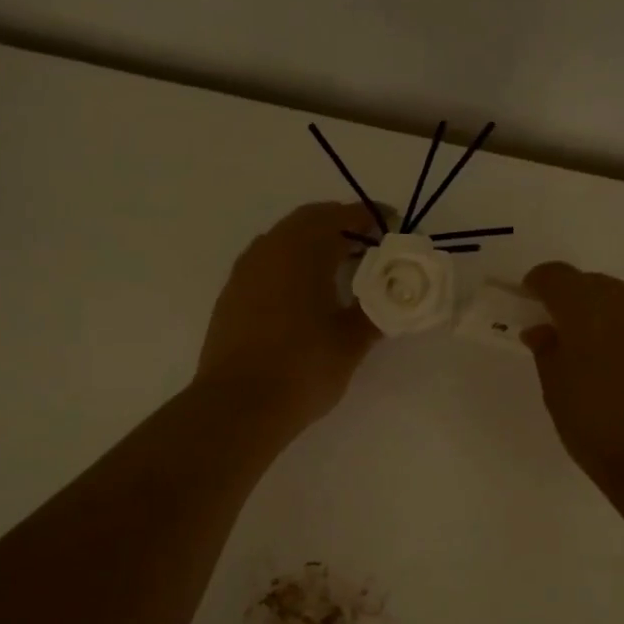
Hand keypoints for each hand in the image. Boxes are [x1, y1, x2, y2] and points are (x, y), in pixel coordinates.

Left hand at [196, 202, 381, 432]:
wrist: (238, 406)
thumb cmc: (303, 368)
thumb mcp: (351, 342)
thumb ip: (375, 311)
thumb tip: (392, 297)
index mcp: (302, 250)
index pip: (340, 216)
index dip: (369, 217)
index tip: (391, 223)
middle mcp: (269, 250)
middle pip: (309, 221)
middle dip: (341, 225)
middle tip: (368, 244)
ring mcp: (245, 272)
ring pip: (283, 240)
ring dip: (313, 244)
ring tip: (340, 268)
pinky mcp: (231, 295)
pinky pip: (267, 263)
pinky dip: (291, 264)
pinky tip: (305, 293)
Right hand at [522, 262, 623, 492]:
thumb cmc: (600, 429)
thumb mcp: (557, 393)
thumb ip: (548, 351)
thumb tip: (543, 330)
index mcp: (588, 307)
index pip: (556, 276)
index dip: (541, 284)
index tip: (534, 301)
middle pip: (601, 287)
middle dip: (584, 305)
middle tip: (576, 340)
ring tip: (621, 361)